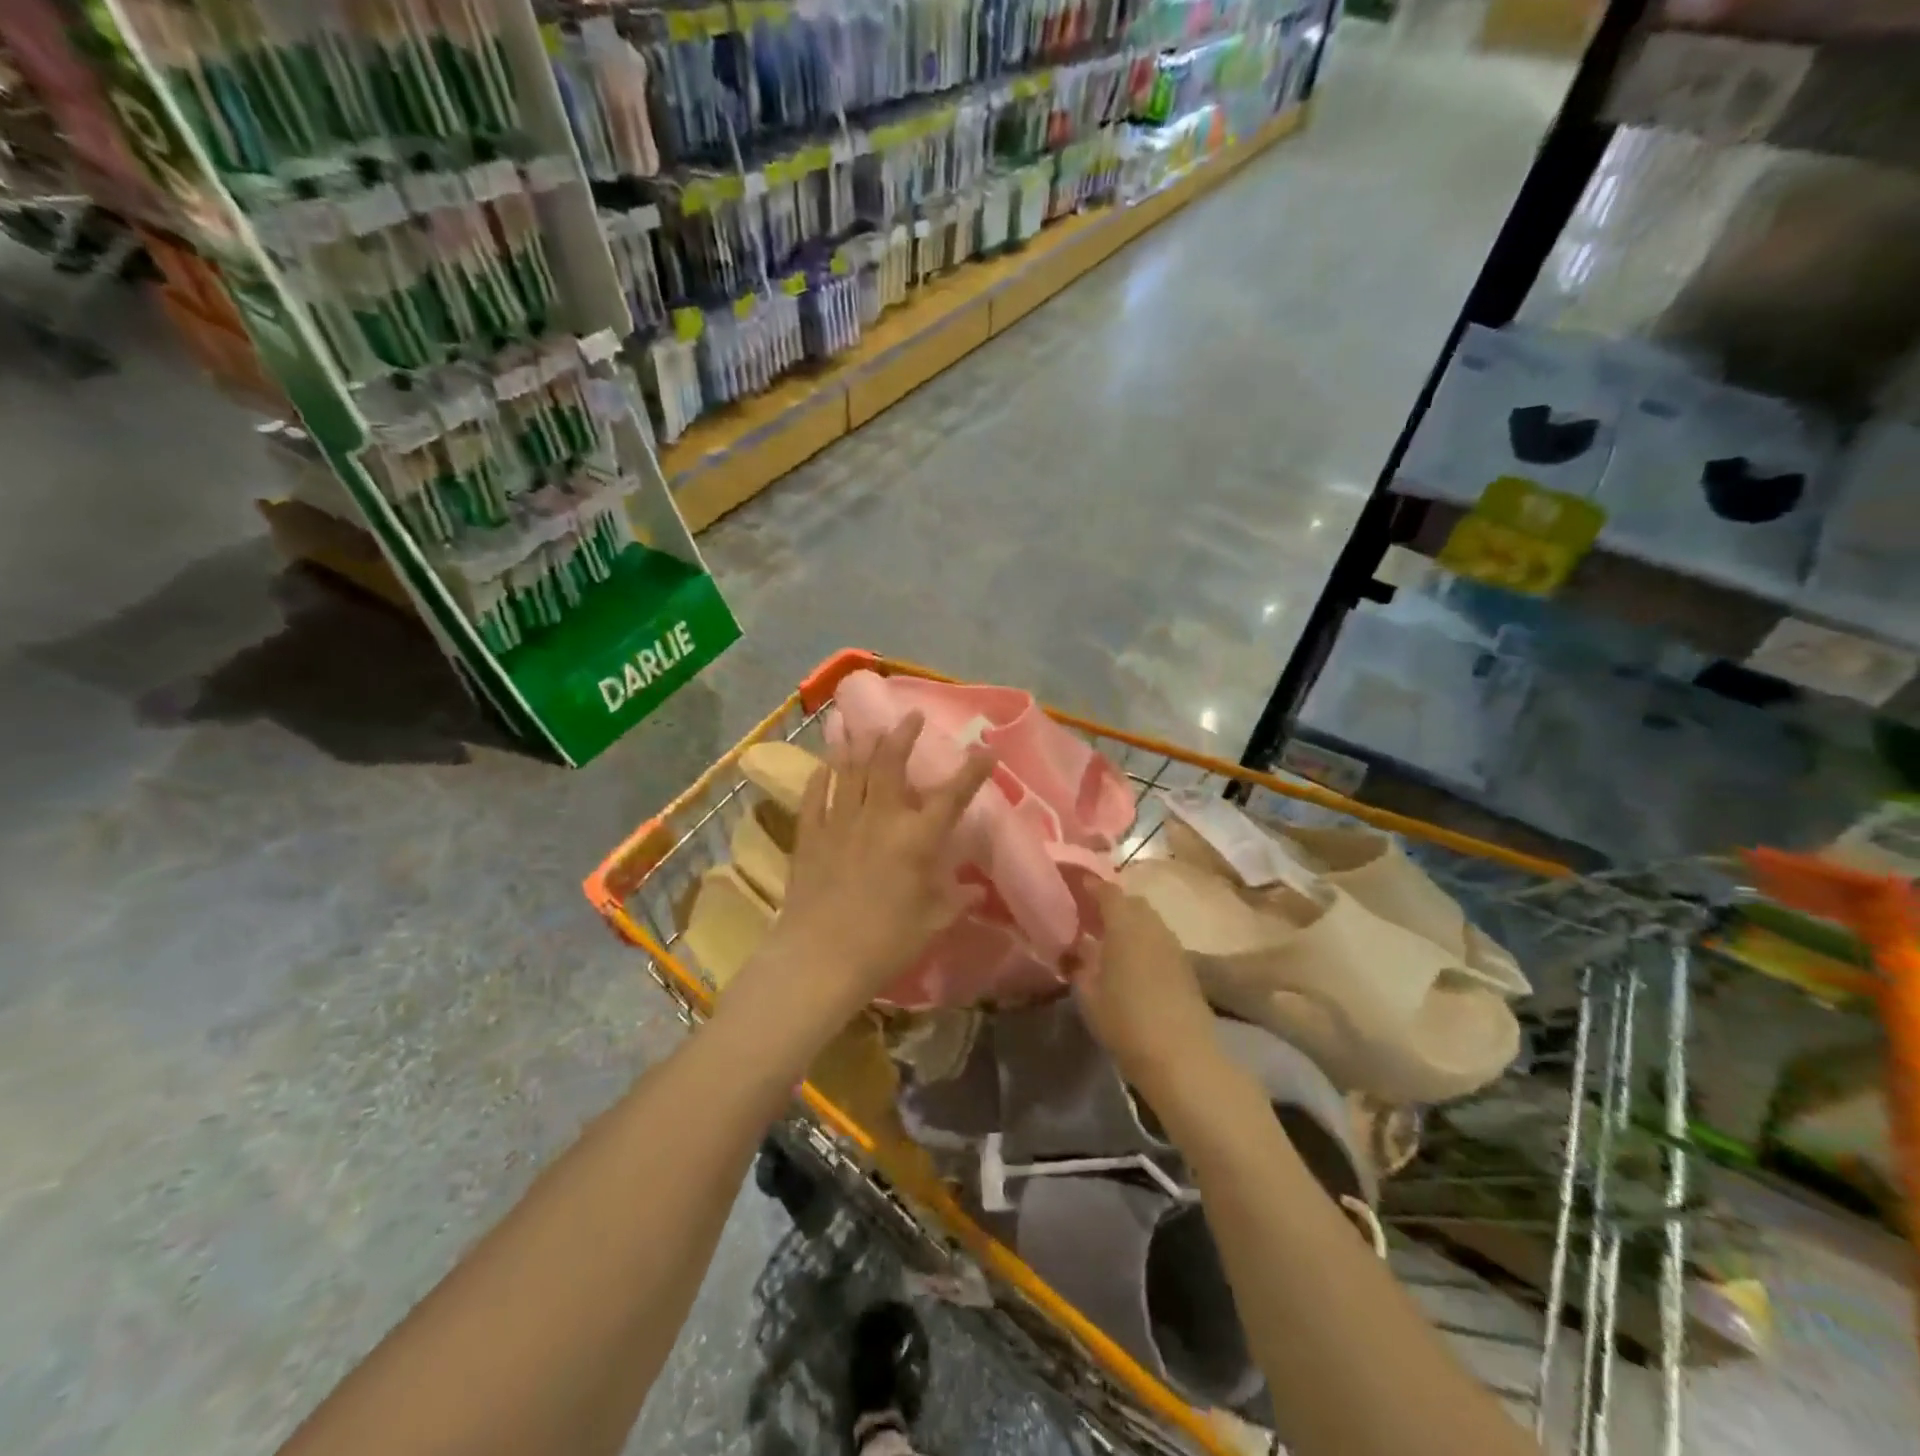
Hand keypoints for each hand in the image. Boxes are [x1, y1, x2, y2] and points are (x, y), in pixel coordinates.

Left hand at [752, 711, 995, 1019]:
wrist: (820, 959)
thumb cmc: (886, 943)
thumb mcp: (932, 923)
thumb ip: (956, 900)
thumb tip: (976, 889)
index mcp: (917, 838)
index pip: (952, 796)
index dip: (972, 771)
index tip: (985, 750)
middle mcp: (880, 818)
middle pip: (890, 763)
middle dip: (902, 734)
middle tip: (910, 716)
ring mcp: (840, 822)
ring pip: (849, 770)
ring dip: (858, 743)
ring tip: (861, 723)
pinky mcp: (810, 836)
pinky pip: (814, 796)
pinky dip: (821, 777)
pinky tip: (824, 766)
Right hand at [1072, 881, 1223, 1097]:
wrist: (1181, 1056)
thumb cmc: (1125, 1020)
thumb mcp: (1088, 994)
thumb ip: (1079, 964)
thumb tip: (1076, 947)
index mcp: (1125, 924)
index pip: (1107, 891)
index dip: (1091, 885)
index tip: (1075, 885)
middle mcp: (1152, 926)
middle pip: (1131, 902)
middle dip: (1111, 904)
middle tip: (1089, 916)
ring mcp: (1173, 945)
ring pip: (1148, 921)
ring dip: (1129, 923)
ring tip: (1108, 940)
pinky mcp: (1186, 967)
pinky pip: (1159, 940)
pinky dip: (1143, 940)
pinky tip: (1131, 962)